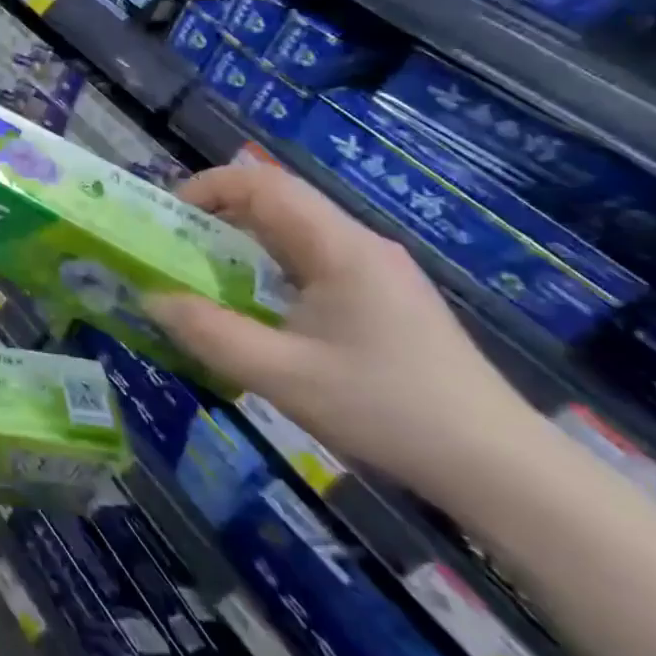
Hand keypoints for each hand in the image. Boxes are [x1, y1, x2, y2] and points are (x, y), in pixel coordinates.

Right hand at [144, 163, 540, 496]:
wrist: (504, 471)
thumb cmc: (389, 411)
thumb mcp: (283, 376)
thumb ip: (208, 333)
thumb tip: (151, 299)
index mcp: (339, 247)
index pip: (263, 183)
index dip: (207, 187)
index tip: (167, 219)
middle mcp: (359, 245)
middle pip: (277, 203)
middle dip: (216, 216)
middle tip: (173, 250)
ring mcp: (376, 272)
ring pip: (294, 233)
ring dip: (242, 244)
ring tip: (203, 278)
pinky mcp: (384, 300)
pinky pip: (312, 262)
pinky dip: (269, 269)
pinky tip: (258, 310)